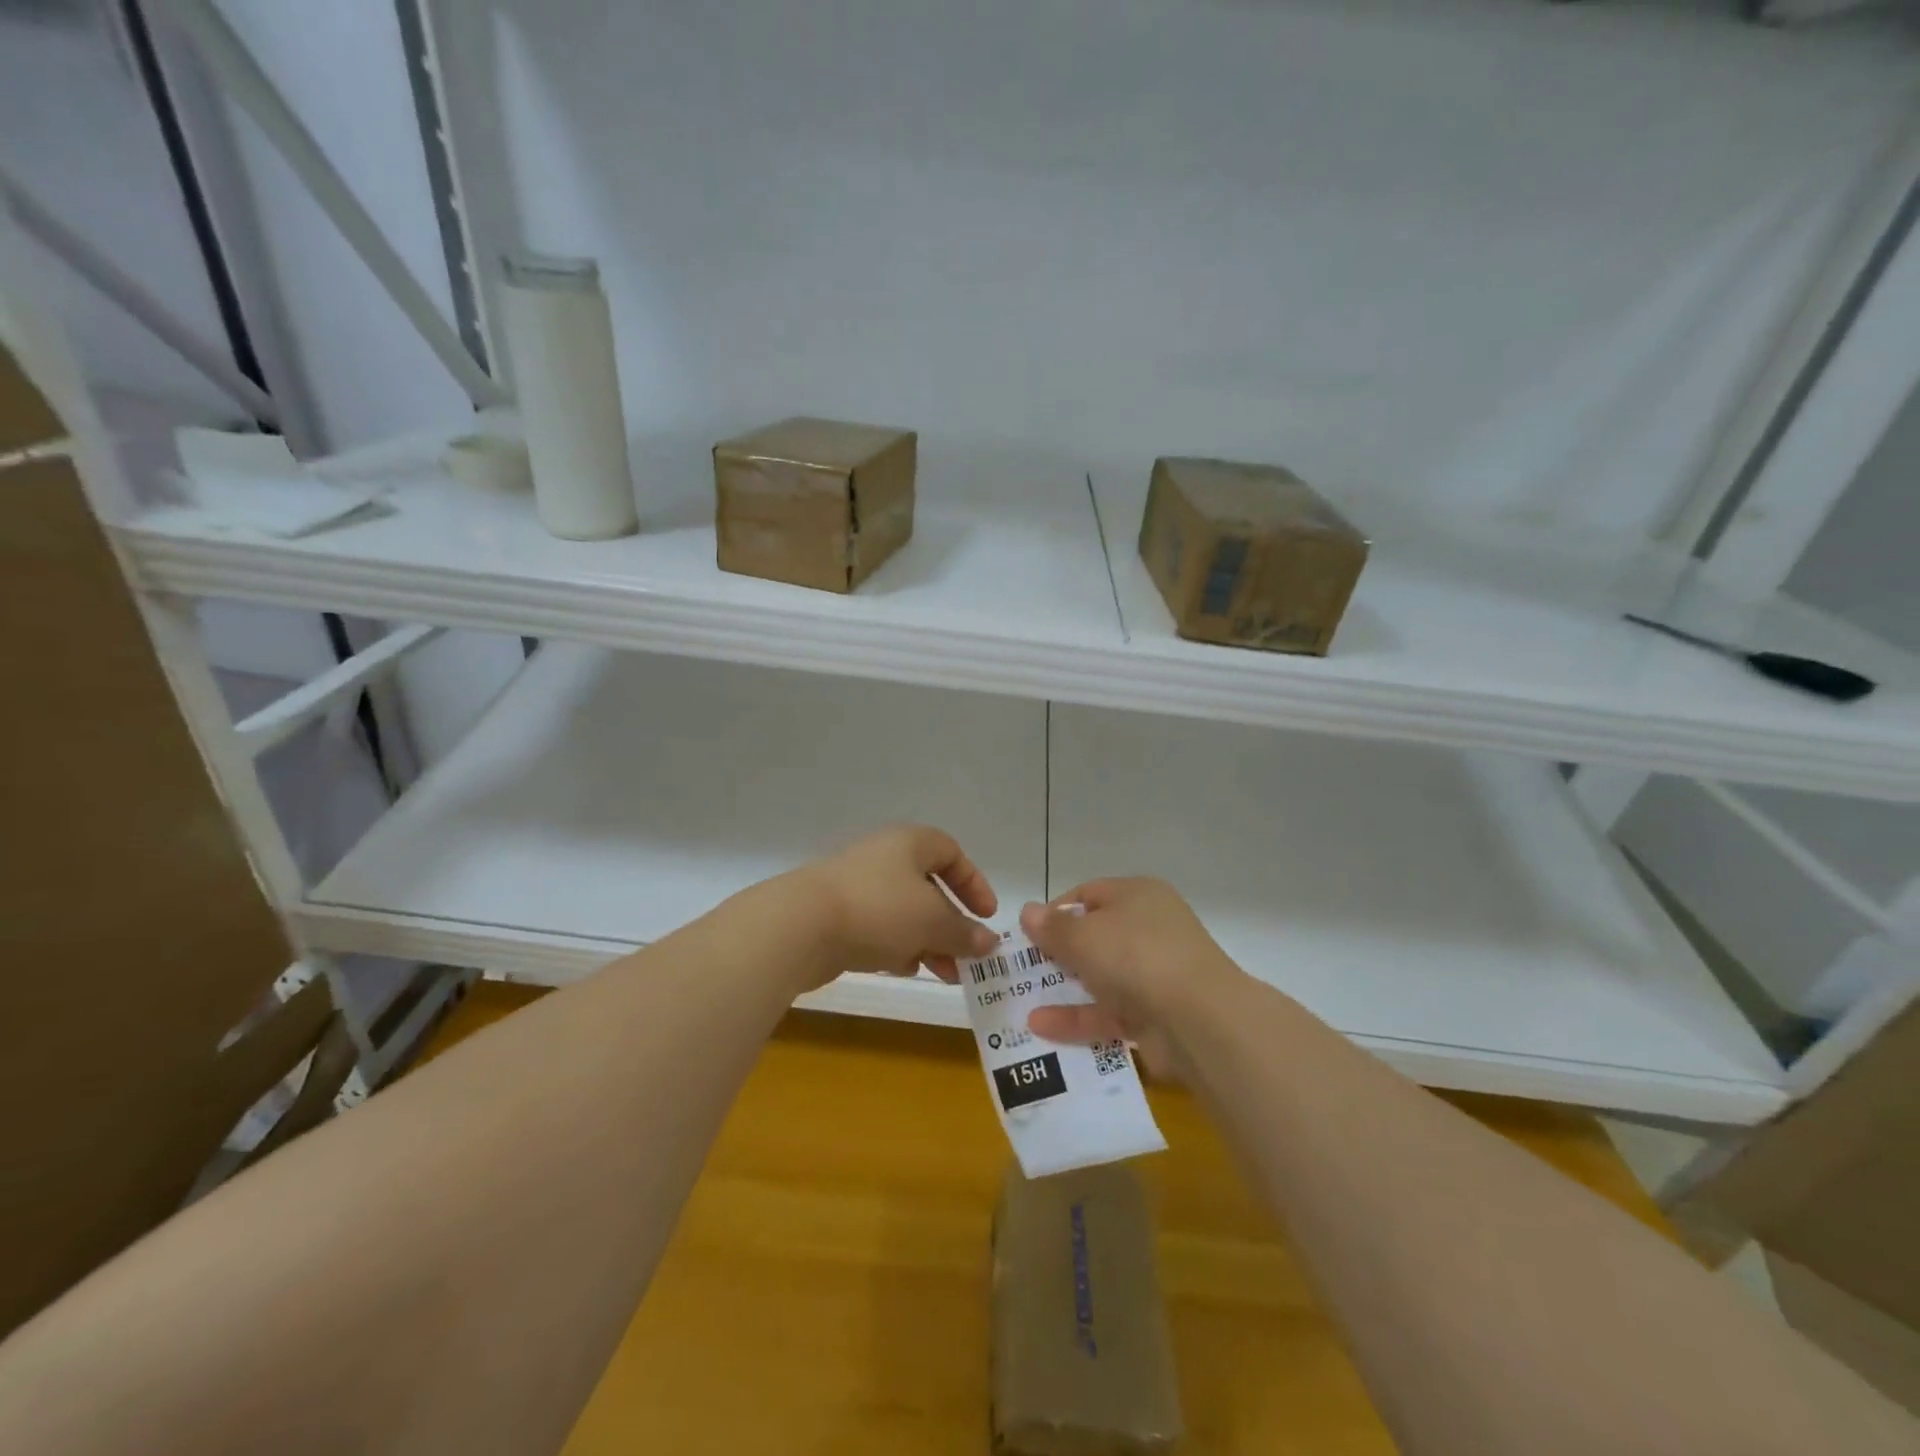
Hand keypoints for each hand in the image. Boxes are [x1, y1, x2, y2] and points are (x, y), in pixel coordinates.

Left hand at [789, 825, 999, 988]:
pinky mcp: (838, 914)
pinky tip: (903, 969)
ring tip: (944, 974)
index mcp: (909, 843)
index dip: (973, 883)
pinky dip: (896, 947)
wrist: (800, 926)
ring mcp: (857, 885)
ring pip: (904, 912)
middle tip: (967, 956)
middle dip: (952, 924)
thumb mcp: (933, 921)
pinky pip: (879, 928)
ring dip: (928, 941)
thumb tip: (989, 942)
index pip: (951, 852)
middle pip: (929, 887)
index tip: (987, 916)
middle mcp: (884, 857)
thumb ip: (964, 932)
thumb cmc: (878, 910)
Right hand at [1018, 878, 1239, 1074]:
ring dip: (1064, 988)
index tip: (1029, 934)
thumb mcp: (1083, 935)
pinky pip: (1109, 1013)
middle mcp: (1149, 929)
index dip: (1056, 911)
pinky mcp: (1155, 1016)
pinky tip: (1040, 1027)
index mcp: (1137, 896)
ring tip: (1022, 1000)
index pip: (1089, 894)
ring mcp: (1155, 974)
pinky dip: (1078, 1018)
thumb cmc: (1136, 956)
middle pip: (1096, 936)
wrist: (1199, 1020)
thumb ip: (1052, 927)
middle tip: (1022, 968)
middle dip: (1058, 952)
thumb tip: (1029, 911)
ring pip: (1102, 977)